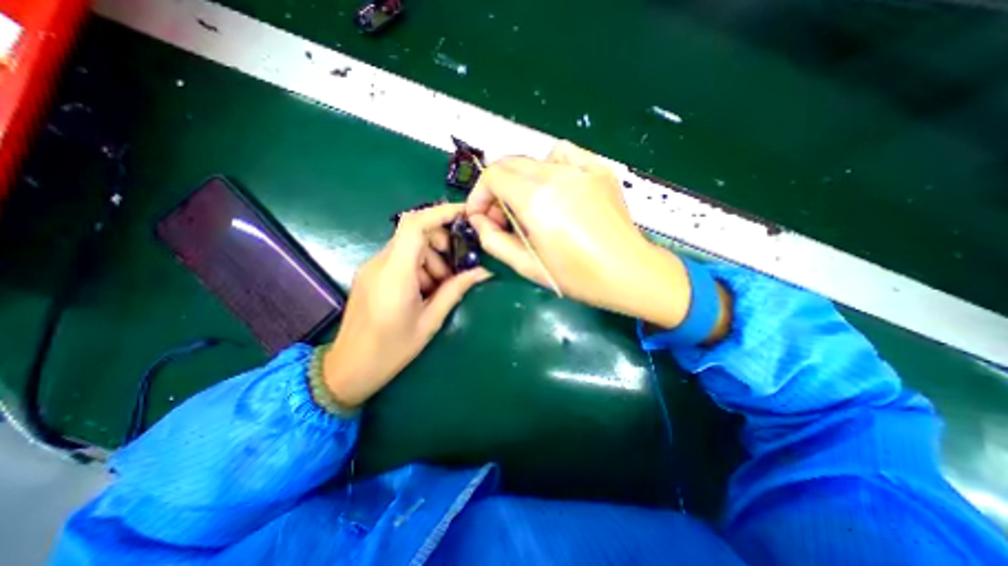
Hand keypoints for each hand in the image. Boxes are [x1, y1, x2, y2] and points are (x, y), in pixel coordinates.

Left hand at [322, 203, 492, 407]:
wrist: (349, 368)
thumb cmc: (391, 350)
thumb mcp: (430, 321)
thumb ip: (455, 291)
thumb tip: (483, 272)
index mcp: (395, 274)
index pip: (415, 225)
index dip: (441, 213)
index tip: (465, 215)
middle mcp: (380, 263)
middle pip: (414, 233)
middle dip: (440, 243)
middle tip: (454, 270)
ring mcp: (372, 267)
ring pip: (409, 246)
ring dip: (431, 259)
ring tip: (439, 288)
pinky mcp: (371, 274)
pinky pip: (400, 258)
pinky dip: (419, 266)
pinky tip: (424, 290)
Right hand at [468, 140, 702, 330]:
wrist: (629, 272)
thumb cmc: (578, 276)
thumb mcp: (527, 266)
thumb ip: (494, 241)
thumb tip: (479, 220)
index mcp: (536, 199)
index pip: (493, 176)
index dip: (479, 195)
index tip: (480, 216)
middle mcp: (556, 175)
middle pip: (510, 163)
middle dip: (496, 189)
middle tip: (502, 217)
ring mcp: (581, 168)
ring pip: (534, 160)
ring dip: (520, 180)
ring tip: (529, 206)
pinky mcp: (599, 169)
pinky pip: (563, 154)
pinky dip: (549, 166)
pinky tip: (556, 188)